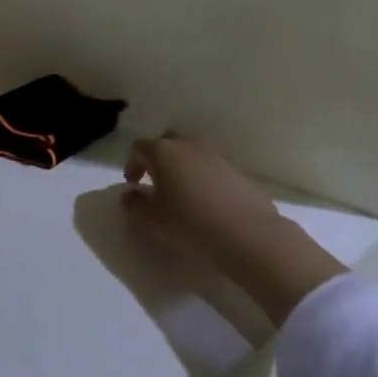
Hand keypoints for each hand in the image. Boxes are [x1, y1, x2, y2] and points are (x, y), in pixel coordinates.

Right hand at [123, 134, 345, 325]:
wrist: (248, 234)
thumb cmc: (190, 224)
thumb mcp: (152, 220)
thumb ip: (134, 205)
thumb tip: (129, 195)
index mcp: (164, 152)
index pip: (139, 147)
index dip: (131, 163)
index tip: (132, 183)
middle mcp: (189, 145)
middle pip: (166, 142)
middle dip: (156, 159)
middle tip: (153, 182)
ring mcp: (215, 155)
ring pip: (190, 153)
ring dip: (180, 167)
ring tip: (179, 193)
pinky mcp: (236, 170)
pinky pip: (210, 166)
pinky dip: (201, 176)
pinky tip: (204, 201)